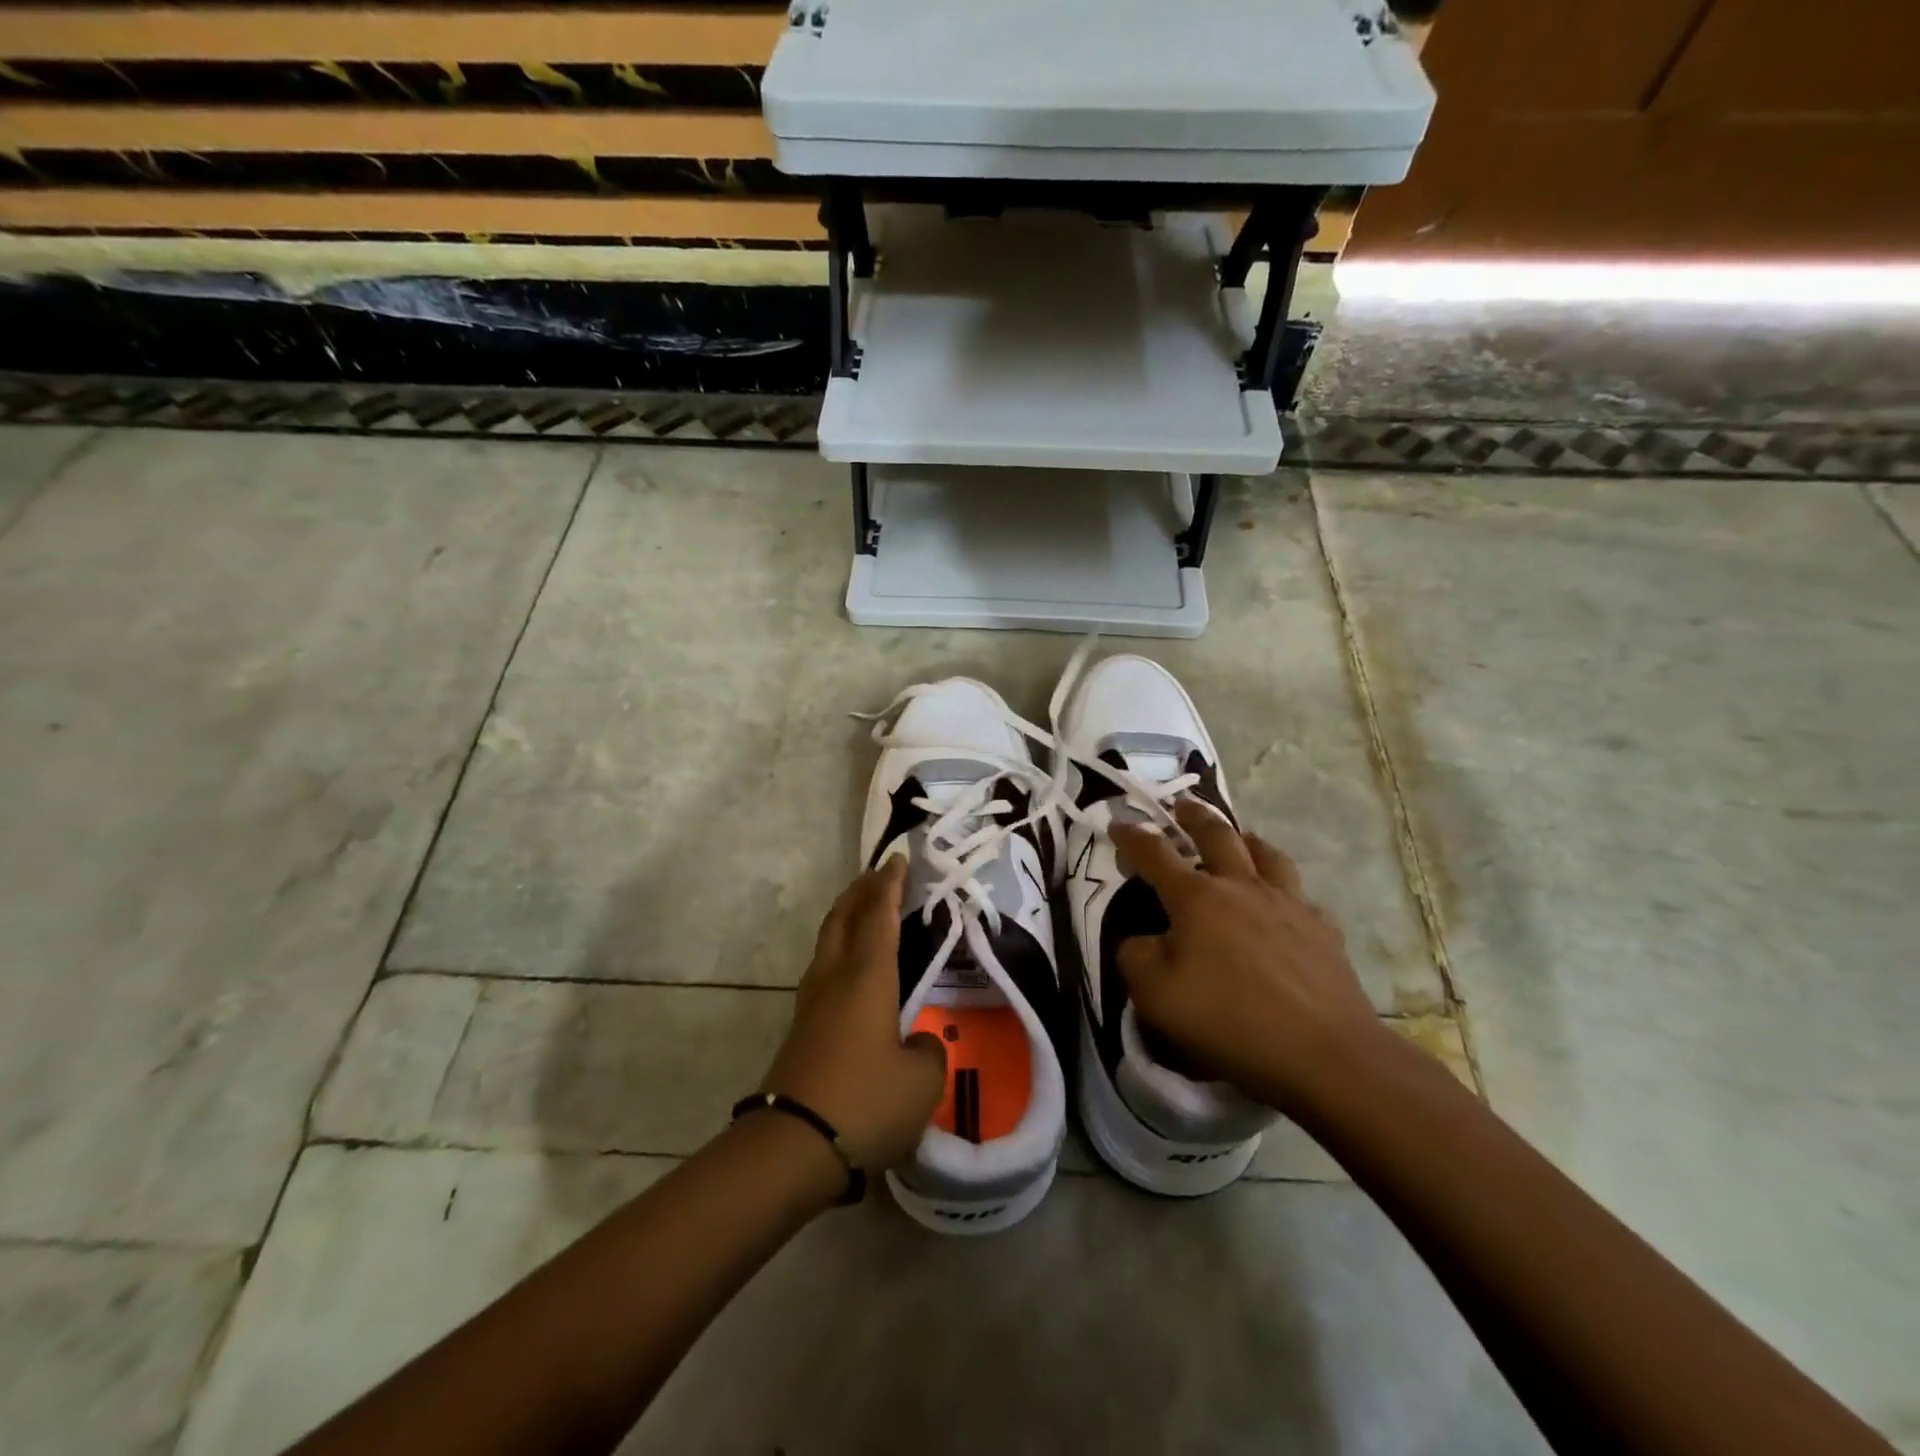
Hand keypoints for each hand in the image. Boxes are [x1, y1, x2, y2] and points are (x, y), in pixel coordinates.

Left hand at [760, 857, 946, 1174]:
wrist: (791, 1148)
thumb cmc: (864, 1103)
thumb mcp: (920, 1081)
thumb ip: (927, 1051)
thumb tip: (917, 1042)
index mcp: (867, 978)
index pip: (879, 915)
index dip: (890, 884)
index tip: (898, 858)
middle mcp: (835, 978)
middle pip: (843, 917)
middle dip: (861, 890)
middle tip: (881, 874)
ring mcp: (812, 1003)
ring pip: (829, 941)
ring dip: (847, 917)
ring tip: (867, 911)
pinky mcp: (802, 1028)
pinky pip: (825, 968)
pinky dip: (842, 948)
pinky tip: (854, 968)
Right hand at [1109, 799, 1385, 1115]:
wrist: (1324, 1052)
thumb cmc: (1230, 1020)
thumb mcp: (1155, 997)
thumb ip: (1134, 957)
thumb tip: (1139, 938)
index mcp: (1196, 898)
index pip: (1155, 854)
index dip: (1132, 837)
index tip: (1118, 823)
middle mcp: (1241, 886)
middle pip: (1216, 834)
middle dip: (1193, 816)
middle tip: (1182, 805)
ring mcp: (1287, 902)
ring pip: (1265, 852)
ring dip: (1244, 838)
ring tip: (1238, 837)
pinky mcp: (1321, 927)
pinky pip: (1298, 893)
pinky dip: (1282, 887)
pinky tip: (1283, 901)